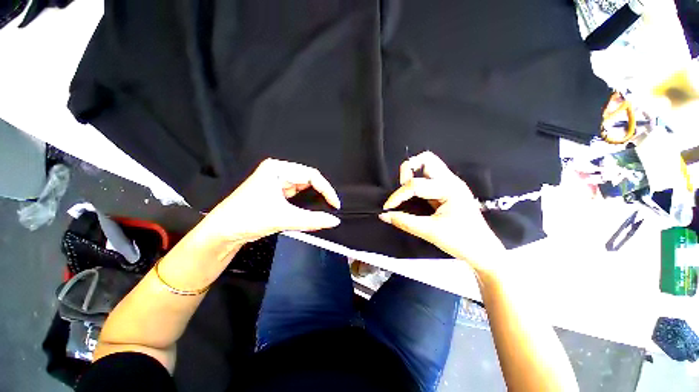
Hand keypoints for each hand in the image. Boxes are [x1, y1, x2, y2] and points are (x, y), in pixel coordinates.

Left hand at [200, 158, 340, 245]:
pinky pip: (296, 194)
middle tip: (331, 207)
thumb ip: (313, 220)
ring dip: (313, 198)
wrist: (221, 232)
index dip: (326, 189)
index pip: (311, 175)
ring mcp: (275, 181)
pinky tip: (310, 208)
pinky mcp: (274, 192)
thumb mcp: (284, 218)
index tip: (335, 204)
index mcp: (277, 169)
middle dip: (320, 193)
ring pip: (302, 187)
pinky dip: (305, 202)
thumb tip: (334, 221)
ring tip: (324, 208)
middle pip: (308, 180)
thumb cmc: (246, 219)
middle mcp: (277, 172)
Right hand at [379, 152, 503, 270]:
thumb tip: (384, 215)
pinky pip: (431, 176)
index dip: (398, 196)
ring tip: (406, 191)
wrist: (483, 251)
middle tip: (401, 188)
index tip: (388, 208)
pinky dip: (419, 180)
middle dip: (409, 169)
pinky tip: (415, 195)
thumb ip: (404, 221)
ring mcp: (452, 183)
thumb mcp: (429, 232)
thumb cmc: (461, 241)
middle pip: (427, 159)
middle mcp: (451, 181)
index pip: (416, 184)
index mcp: (450, 189)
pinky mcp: (449, 189)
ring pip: (429, 165)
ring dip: (414, 173)